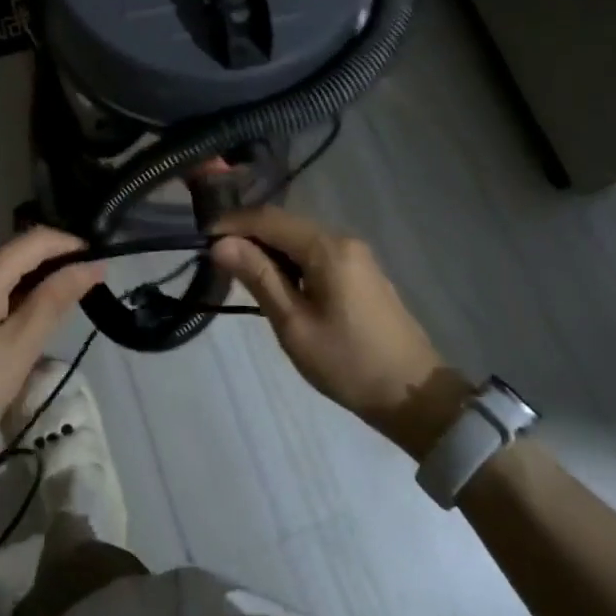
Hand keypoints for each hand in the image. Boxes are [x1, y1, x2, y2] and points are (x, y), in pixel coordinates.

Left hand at [0, 228, 104, 478]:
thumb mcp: (22, 343)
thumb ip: (56, 298)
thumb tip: (92, 265)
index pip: (36, 238)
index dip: (70, 244)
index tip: (99, 261)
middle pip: (17, 249)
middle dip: (53, 261)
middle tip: (86, 286)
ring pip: (1, 267)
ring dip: (33, 277)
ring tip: (62, 302)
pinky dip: (12, 290)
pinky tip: (26, 315)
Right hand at [211, 207, 470, 458]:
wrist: (414, 395)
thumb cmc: (348, 363)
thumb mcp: (294, 324)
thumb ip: (258, 277)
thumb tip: (221, 244)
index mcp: (327, 248)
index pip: (269, 219)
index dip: (232, 223)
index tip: (200, 238)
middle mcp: (343, 239)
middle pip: (285, 224)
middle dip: (248, 235)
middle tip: (215, 257)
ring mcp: (356, 255)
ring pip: (300, 238)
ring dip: (268, 248)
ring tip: (238, 271)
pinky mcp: (361, 271)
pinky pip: (315, 253)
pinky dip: (289, 260)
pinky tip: (275, 281)